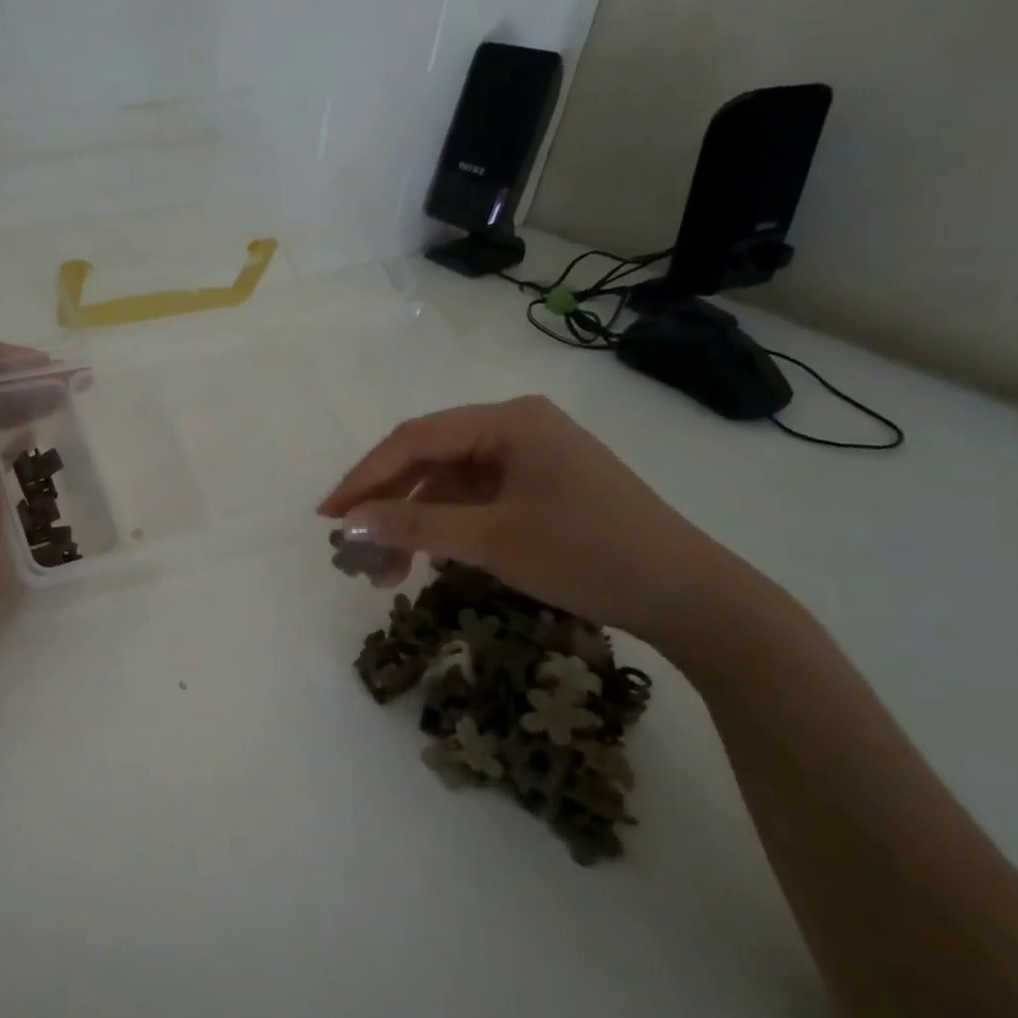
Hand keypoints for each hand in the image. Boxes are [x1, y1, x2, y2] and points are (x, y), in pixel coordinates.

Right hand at [318, 396, 742, 647]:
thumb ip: (413, 525)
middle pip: (429, 458)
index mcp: (508, 420)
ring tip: (388, 573)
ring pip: (448, 483)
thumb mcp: (490, 540)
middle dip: (387, 505)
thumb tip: (347, 523)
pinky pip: (474, 499)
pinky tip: (429, 559)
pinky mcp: (539, 487)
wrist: (689, 597)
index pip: (414, 439)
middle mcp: (516, 427)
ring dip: (413, 523)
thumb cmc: (587, 555)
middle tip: (354, 549)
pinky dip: (445, 528)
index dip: (364, 477)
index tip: (328, 516)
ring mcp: (530, 457)